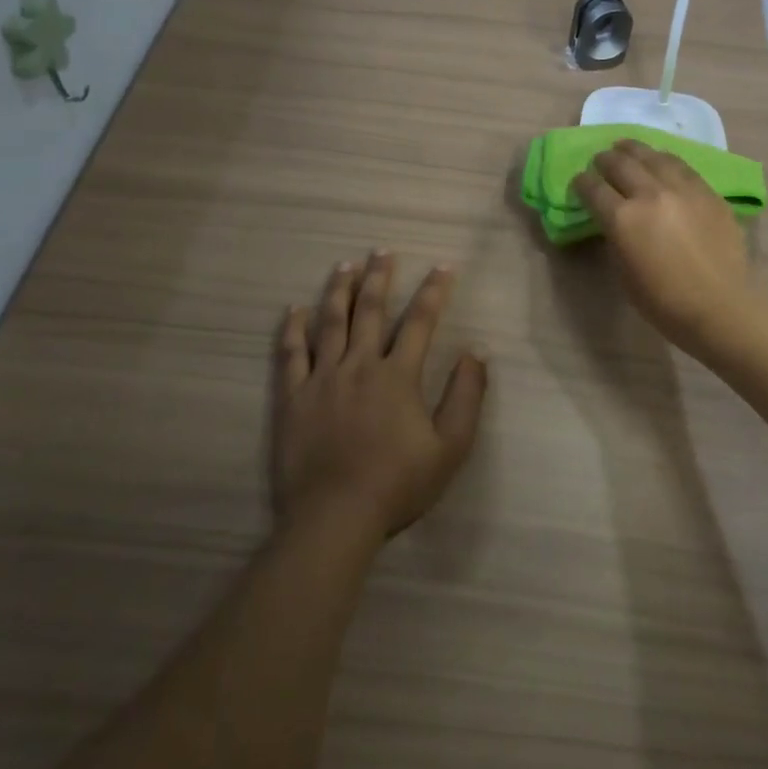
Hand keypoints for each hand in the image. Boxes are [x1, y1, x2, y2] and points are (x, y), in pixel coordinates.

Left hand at [273, 254, 487, 540]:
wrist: (336, 517)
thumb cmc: (397, 484)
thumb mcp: (450, 447)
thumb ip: (466, 396)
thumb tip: (476, 352)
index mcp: (398, 375)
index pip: (420, 321)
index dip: (433, 292)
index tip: (442, 267)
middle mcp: (360, 365)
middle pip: (370, 311)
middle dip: (379, 278)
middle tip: (382, 250)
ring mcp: (322, 379)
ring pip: (330, 323)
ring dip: (338, 291)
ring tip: (344, 265)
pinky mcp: (293, 398)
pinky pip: (291, 355)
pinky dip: (292, 330)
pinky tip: (294, 310)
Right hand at [571, 140, 758, 353]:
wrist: (722, 306)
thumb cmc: (665, 302)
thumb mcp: (624, 274)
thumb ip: (615, 238)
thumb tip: (612, 221)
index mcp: (623, 219)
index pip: (593, 189)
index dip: (582, 183)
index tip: (579, 182)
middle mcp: (650, 194)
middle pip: (620, 164)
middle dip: (605, 160)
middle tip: (600, 161)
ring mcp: (682, 189)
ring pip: (652, 156)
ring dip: (633, 150)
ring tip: (626, 147)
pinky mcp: (707, 191)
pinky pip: (681, 165)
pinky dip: (663, 158)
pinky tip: (660, 159)